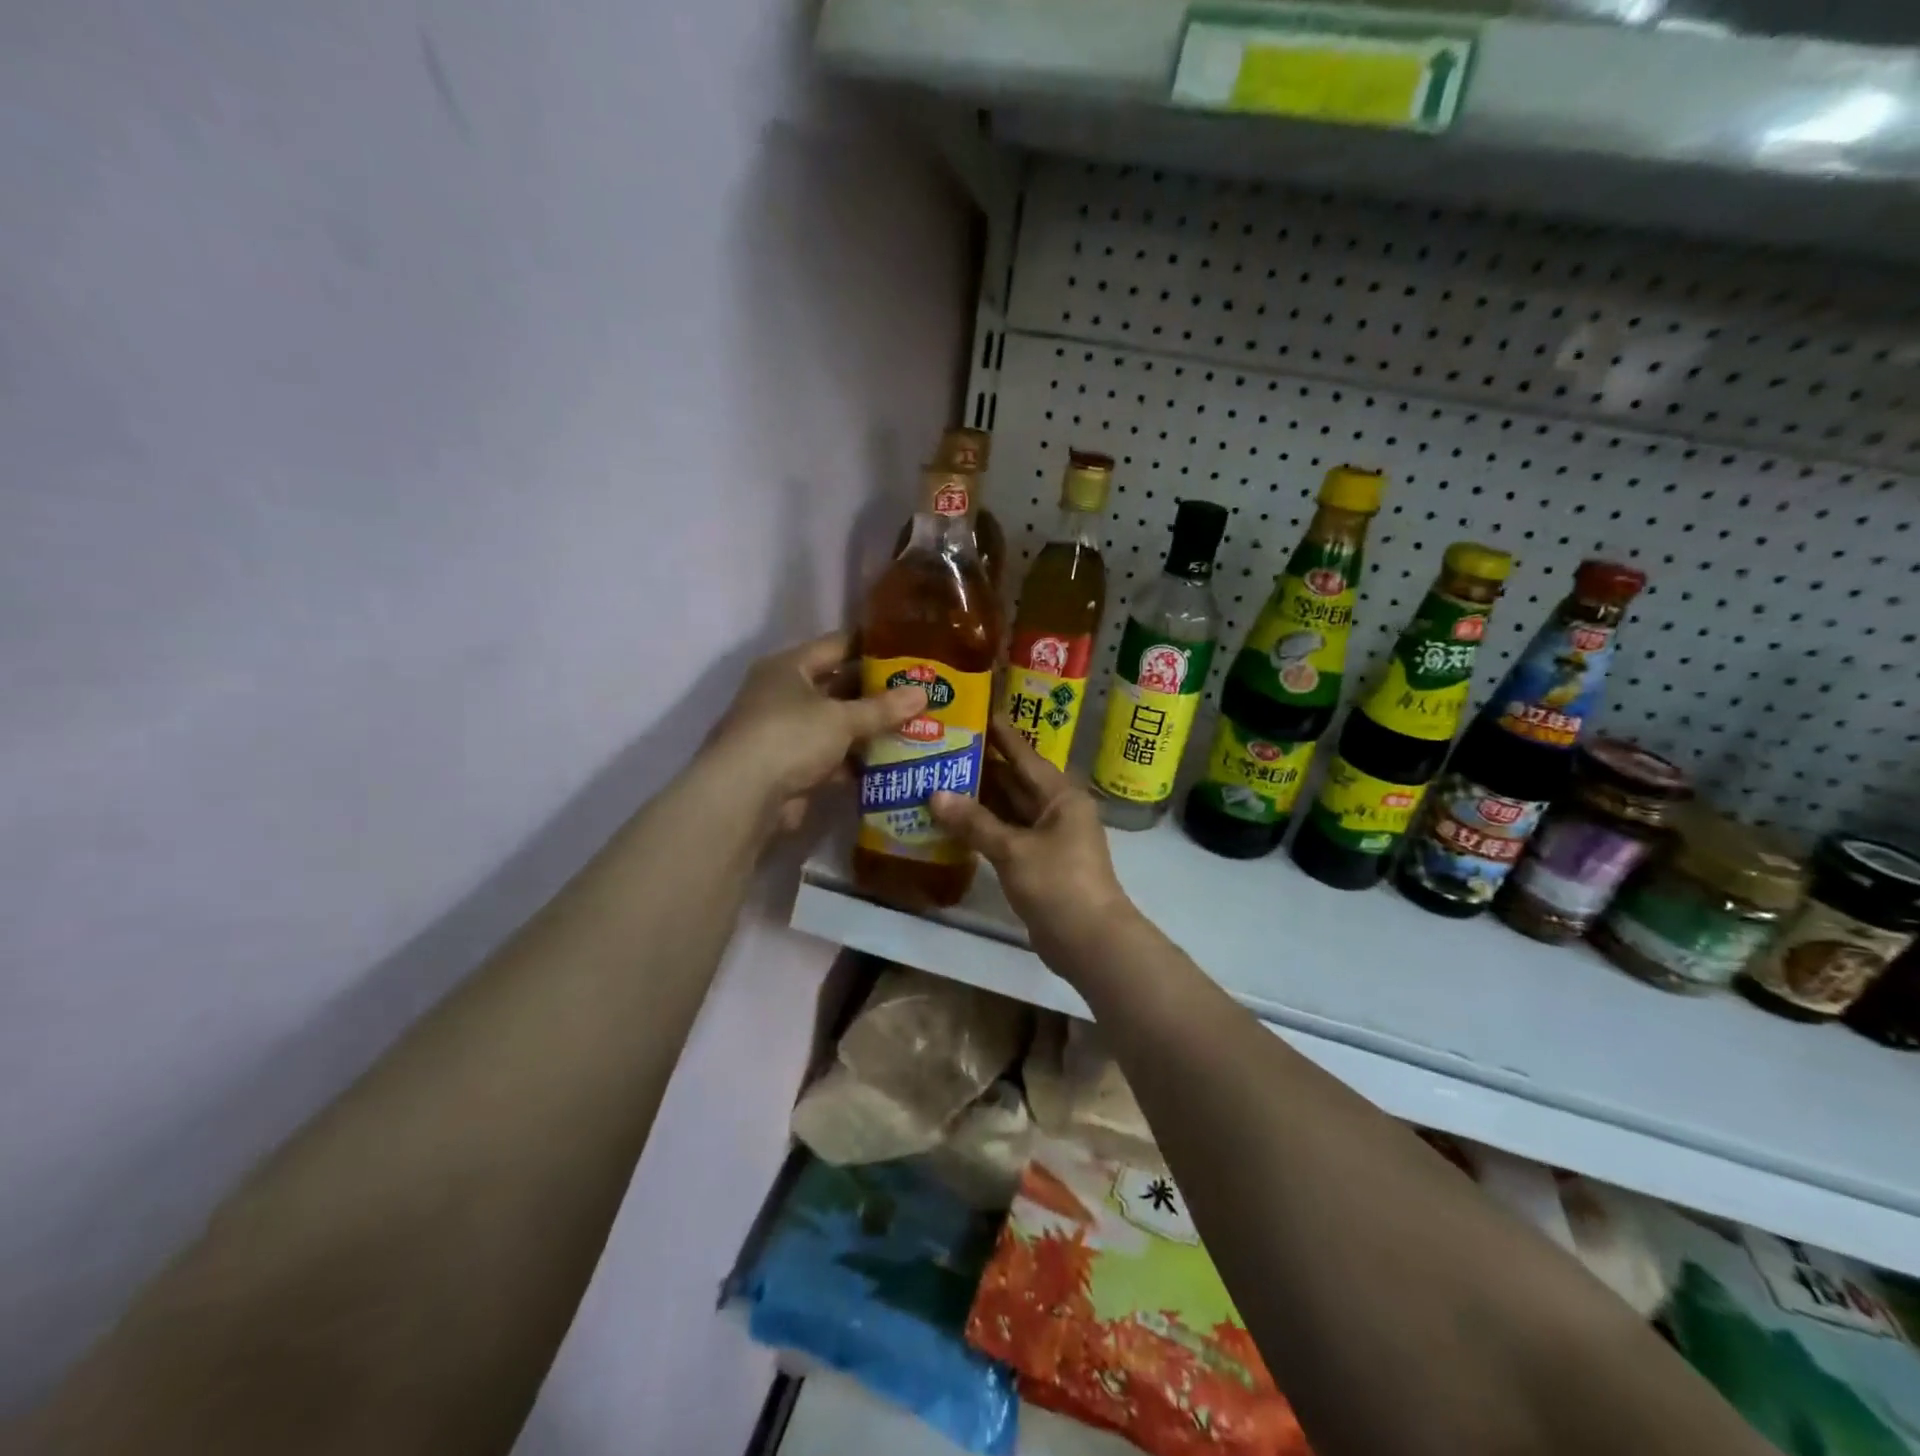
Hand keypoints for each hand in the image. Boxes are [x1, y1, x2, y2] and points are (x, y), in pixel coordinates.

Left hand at [705, 632, 925, 832]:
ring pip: (835, 725)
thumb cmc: (790, 737)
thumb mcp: (842, 718)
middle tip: (918, 693)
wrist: (743, 796)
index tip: (907, 650)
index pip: (836, 645)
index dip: (871, 646)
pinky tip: (889, 763)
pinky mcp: (790, 768)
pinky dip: (854, 761)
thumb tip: (923, 693)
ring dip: (868, 730)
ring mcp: (785, 733)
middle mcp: (783, 694)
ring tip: (914, 727)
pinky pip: (831, 757)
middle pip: (837, 687)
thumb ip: (882, 708)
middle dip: (876, 693)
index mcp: (789, 667)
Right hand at [929, 719, 1136, 960]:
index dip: (1000, 735)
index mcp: (1060, 796)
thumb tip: (935, 794)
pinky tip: (953, 822)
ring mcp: (1048, 839)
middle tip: (942, 747)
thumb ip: (975, 822)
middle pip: (1015, 781)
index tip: (975, 712)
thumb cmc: (1058, 884)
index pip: (1025, 756)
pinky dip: (983, 829)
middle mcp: (1056, 811)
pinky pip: (1007, 835)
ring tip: (938, 778)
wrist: (1089, 942)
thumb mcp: (1014, 850)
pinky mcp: (1038, 863)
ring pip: (1009, 810)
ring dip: (979, 800)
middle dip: (981, 767)